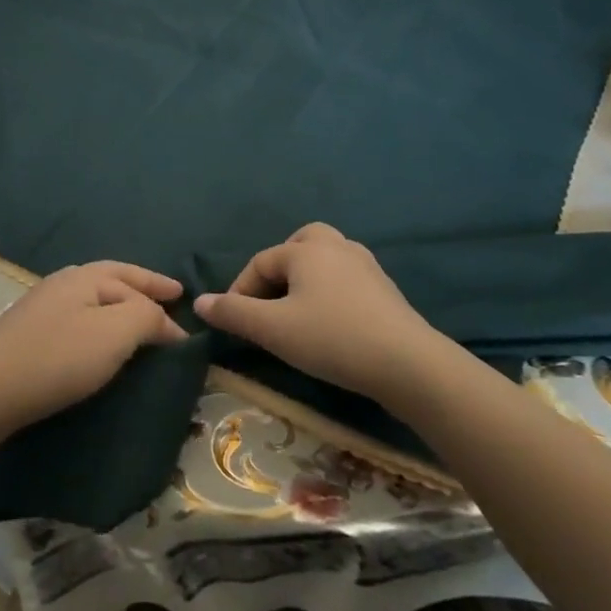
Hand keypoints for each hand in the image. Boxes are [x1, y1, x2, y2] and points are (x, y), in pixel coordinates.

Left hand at [0, 262, 186, 441]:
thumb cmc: (56, 357)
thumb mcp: (112, 334)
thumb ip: (145, 318)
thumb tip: (164, 320)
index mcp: (84, 277)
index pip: (133, 281)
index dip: (162, 300)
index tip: (186, 324)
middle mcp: (62, 283)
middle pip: (110, 278)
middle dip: (141, 286)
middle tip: (170, 295)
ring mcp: (41, 306)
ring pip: (91, 296)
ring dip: (119, 303)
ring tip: (138, 317)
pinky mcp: (28, 333)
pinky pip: (77, 316)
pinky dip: (98, 321)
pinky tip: (98, 338)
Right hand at [193, 223, 441, 396]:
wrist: (410, 365)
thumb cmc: (333, 339)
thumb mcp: (273, 330)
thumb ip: (233, 313)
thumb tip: (199, 302)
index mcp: (305, 250)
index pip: (260, 263)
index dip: (240, 291)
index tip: (234, 321)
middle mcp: (335, 247)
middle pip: (298, 245)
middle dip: (279, 269)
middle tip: (270, 301)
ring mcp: (366, 266)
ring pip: (326, 259)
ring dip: (306, 278)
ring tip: (298, 310)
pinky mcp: (387, 290)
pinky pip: (347, 278)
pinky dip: (331, 291)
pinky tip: (332, 321)